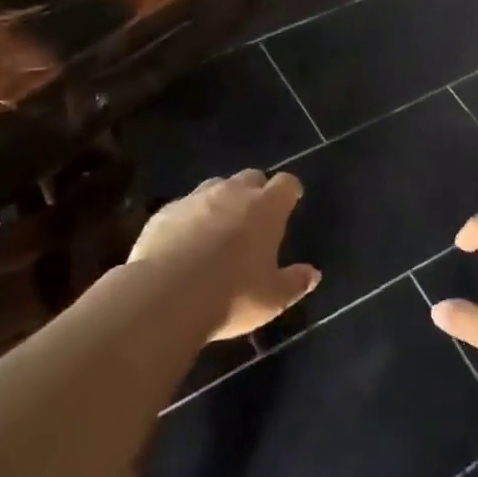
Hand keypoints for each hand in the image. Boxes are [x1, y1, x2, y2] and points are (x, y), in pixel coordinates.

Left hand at [128, 171, 319, 340]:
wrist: (164, 297)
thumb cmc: (231, 296)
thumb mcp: (272, 299)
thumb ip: (295, 283)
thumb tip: (313, 274)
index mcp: (265, 208)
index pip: (286, 183)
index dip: (290, 191)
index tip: (291, 202)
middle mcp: (232, 192)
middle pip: (251, 177)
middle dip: (256, 191)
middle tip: (255, 218)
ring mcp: (195, 198)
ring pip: (215, 186)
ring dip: (222, 200)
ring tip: (220, 228)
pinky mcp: (165, 211)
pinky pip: (184, 206)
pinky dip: (190, 217)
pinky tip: (185, 243)